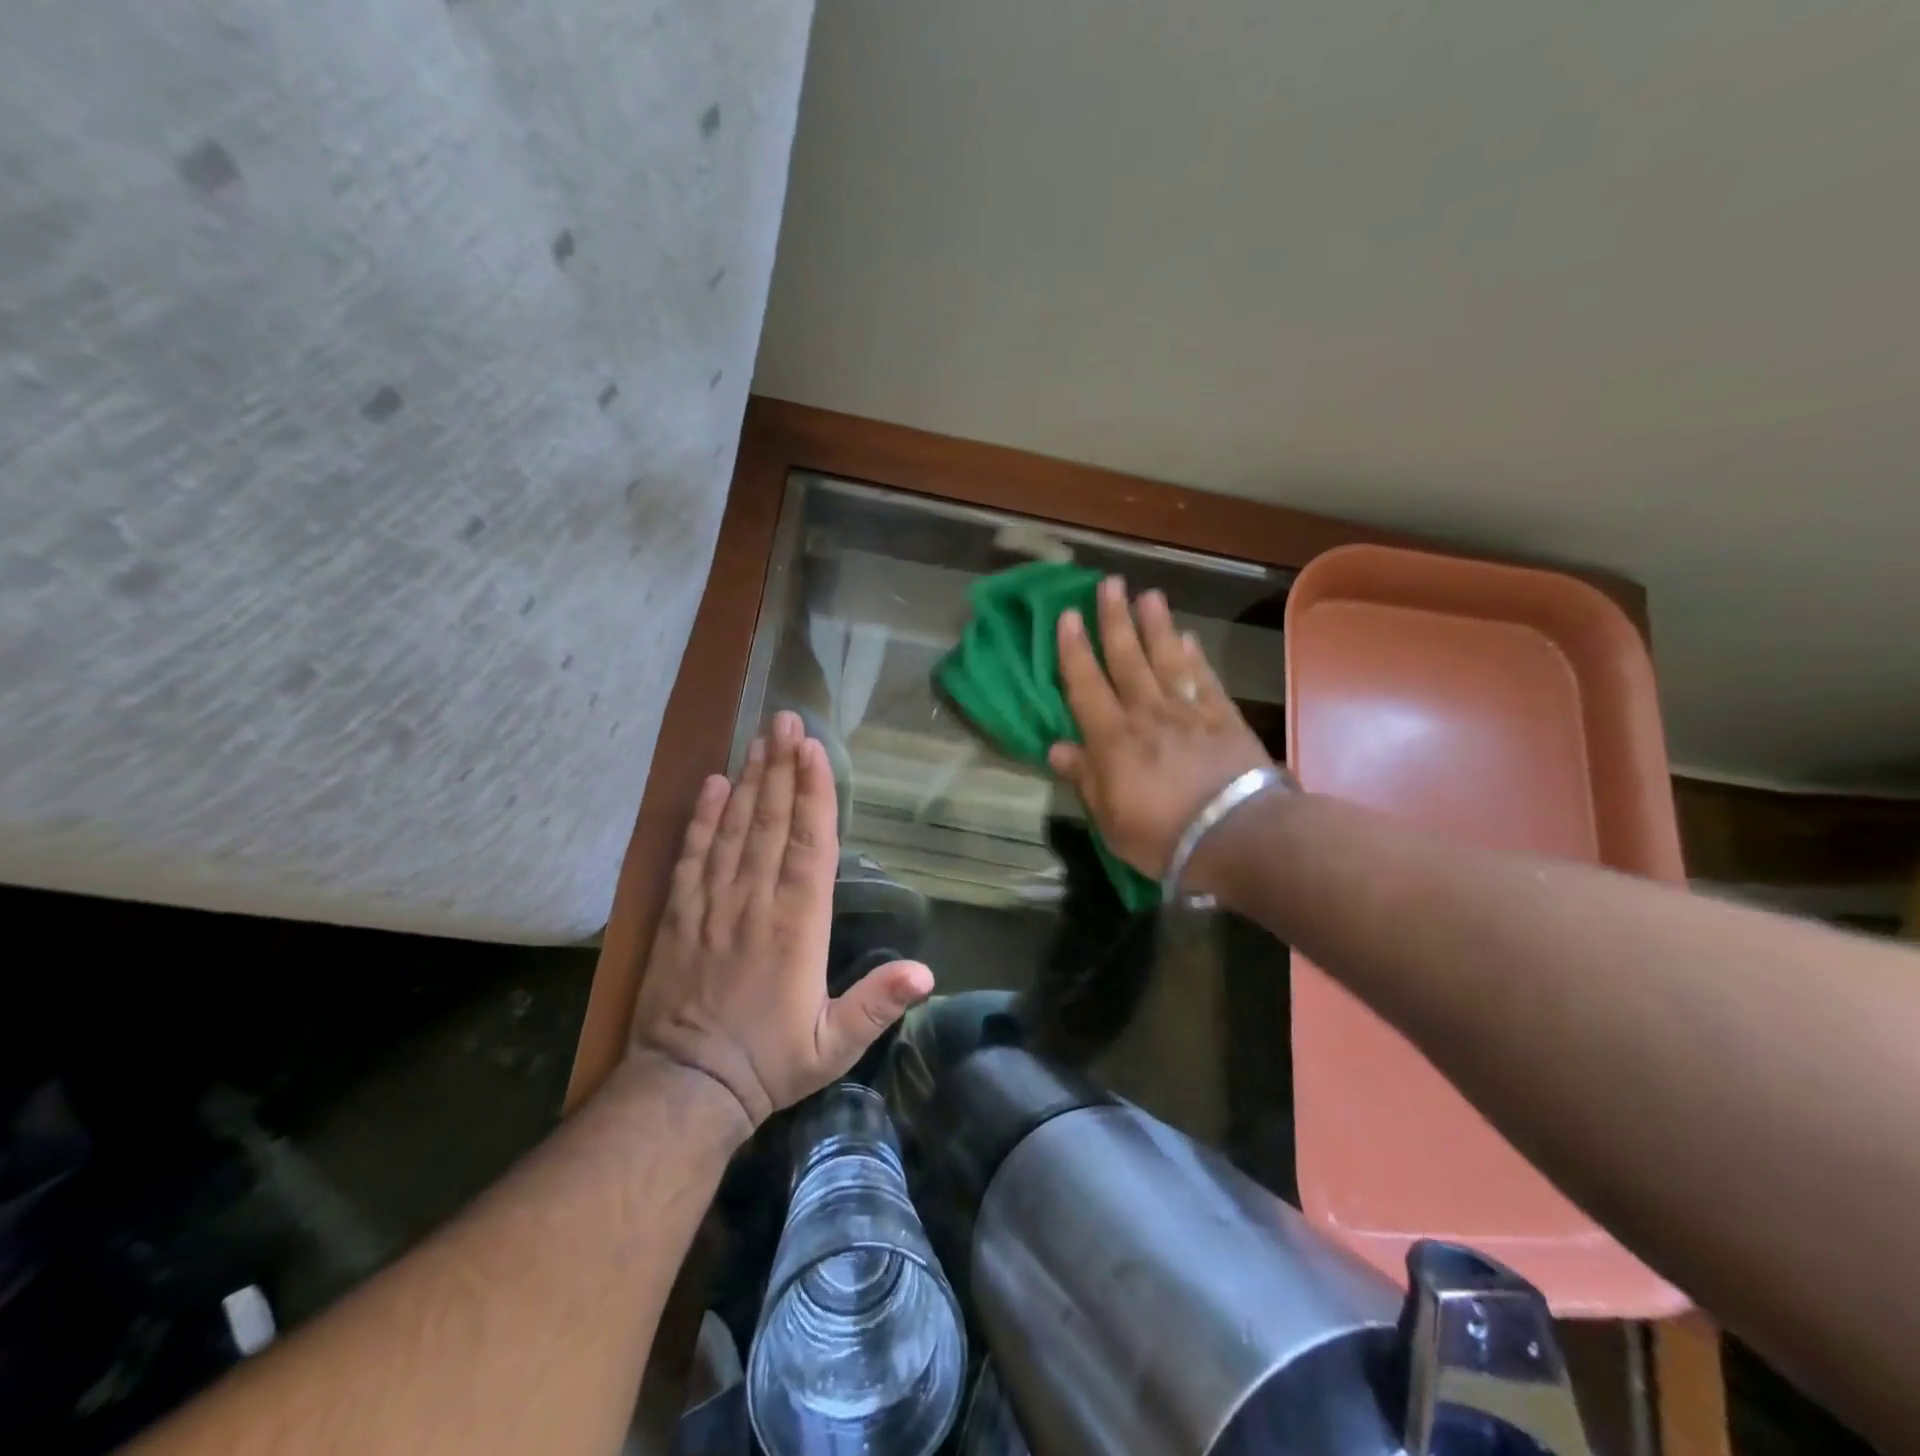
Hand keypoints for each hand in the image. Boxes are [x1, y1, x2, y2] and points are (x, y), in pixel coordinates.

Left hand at [631, 710, 933, 1129]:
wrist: (687, 1088)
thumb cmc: (770, 1062)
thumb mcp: (834, 1046)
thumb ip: (877, 1004)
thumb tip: (925, 973)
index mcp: (797, 925)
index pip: (808, 844)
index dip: (813, 794)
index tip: (814, 750)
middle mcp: (755, 902)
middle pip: (771, 822)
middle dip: (781, 767)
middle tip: (786, 719)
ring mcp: (713, 904)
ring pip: (734, 829)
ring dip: (750, 781)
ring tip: (759, 738)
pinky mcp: (680, 914)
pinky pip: (692, 855)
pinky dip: (702, 818)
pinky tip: (713, 785)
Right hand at [1047, 576, 1273, 885]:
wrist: (1237, 836)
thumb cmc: (1162, 836)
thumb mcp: (1109, 818)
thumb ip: (1085, 777)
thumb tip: (1056, 747)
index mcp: (1113, 739)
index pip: (1086, 685)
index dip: (1073, 649)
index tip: (1067, 615)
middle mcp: (1147, 714)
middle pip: (1127, 659)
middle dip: (1114, 621)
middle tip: (1109, 584)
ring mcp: (1188, 712)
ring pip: (1166, 659)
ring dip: (1155, 626)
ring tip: (1148, 595)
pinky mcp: (1224, 717)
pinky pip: (1204, 679)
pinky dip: (1194, 656)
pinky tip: (1188, 638)